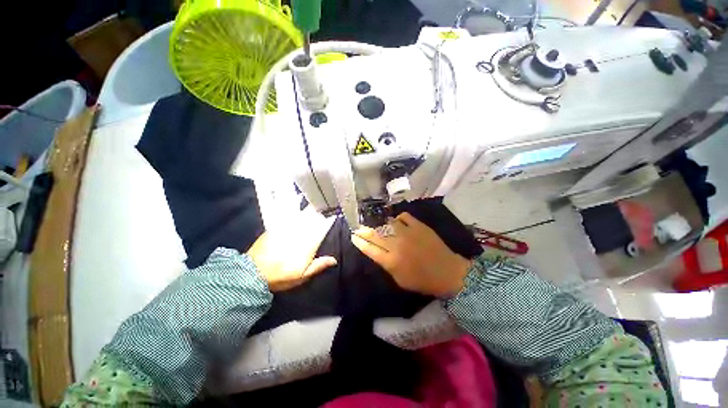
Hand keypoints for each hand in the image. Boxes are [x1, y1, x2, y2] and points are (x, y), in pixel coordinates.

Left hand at [247, 208, 336, 291]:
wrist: (253, 273)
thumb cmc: (281, 276)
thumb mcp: (302, 276)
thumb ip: (318, 266)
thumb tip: (334, 259)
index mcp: (307, 245)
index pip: (321, 230)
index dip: (328, 221)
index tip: (333, 213)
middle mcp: (299, 234)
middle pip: (312, 220)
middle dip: (320, 212)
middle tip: (327, 204)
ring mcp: (286, 229)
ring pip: (301, 215)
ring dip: (310, 208)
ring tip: (316, 201)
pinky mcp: (276, 227)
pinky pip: (287, 214)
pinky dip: (293, 206)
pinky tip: (297, 199)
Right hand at [351, 213, 472, 297]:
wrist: (447, 272)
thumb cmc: (422, 281)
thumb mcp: (399, 280)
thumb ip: (386, 265)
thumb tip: (378, 252)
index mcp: (391, 262)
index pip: (370, 249)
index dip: (360, 242)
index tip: (353, 237)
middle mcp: (397, 245)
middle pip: (375, 235)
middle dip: (364, 231)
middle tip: (358, 228)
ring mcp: (408, 233)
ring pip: (387, 224)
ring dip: (380, 224)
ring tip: (378, 225)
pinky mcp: (419, 226)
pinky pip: (403, 217)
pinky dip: (398, 218)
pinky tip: (397, 222)